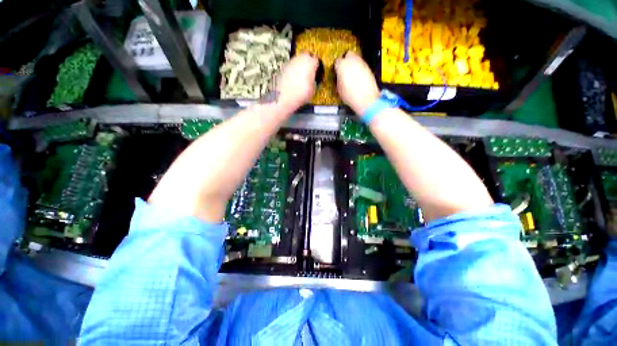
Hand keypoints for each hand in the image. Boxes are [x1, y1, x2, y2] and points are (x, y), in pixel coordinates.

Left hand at [275, 53, 317, 110]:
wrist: (284, 97)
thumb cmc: (301, 93)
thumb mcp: (313, 90)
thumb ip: (315, 81)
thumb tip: (313, 80)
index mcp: (310, 62)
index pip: (316, 60)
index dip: (317, 67)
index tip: (318, 73)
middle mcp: (300, 58)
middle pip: (306, 57)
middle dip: (308, 63)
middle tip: (310, 73)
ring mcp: (290, 62)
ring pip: (298, 61)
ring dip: (300, 67)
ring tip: (301, 78)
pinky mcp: (283, 67)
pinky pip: (291, 67)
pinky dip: (293, 71)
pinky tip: (294, 81)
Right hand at [334, 51, 379, 114]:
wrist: (366, 99)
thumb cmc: (350, 96)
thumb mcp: (339, 89)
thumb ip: (338, 79)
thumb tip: (339, 77)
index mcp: (342, 65)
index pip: (337, 61)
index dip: (337, 67)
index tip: (337, 72)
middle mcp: (352, 60)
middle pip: (348, 55)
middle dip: (346, 60)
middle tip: (344, 70)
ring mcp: (362, 63)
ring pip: (356, 59)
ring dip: (353, 64)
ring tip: (352, 75)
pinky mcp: (368, 67)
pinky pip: (362, 65)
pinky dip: (359, 69)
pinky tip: (358, 78)